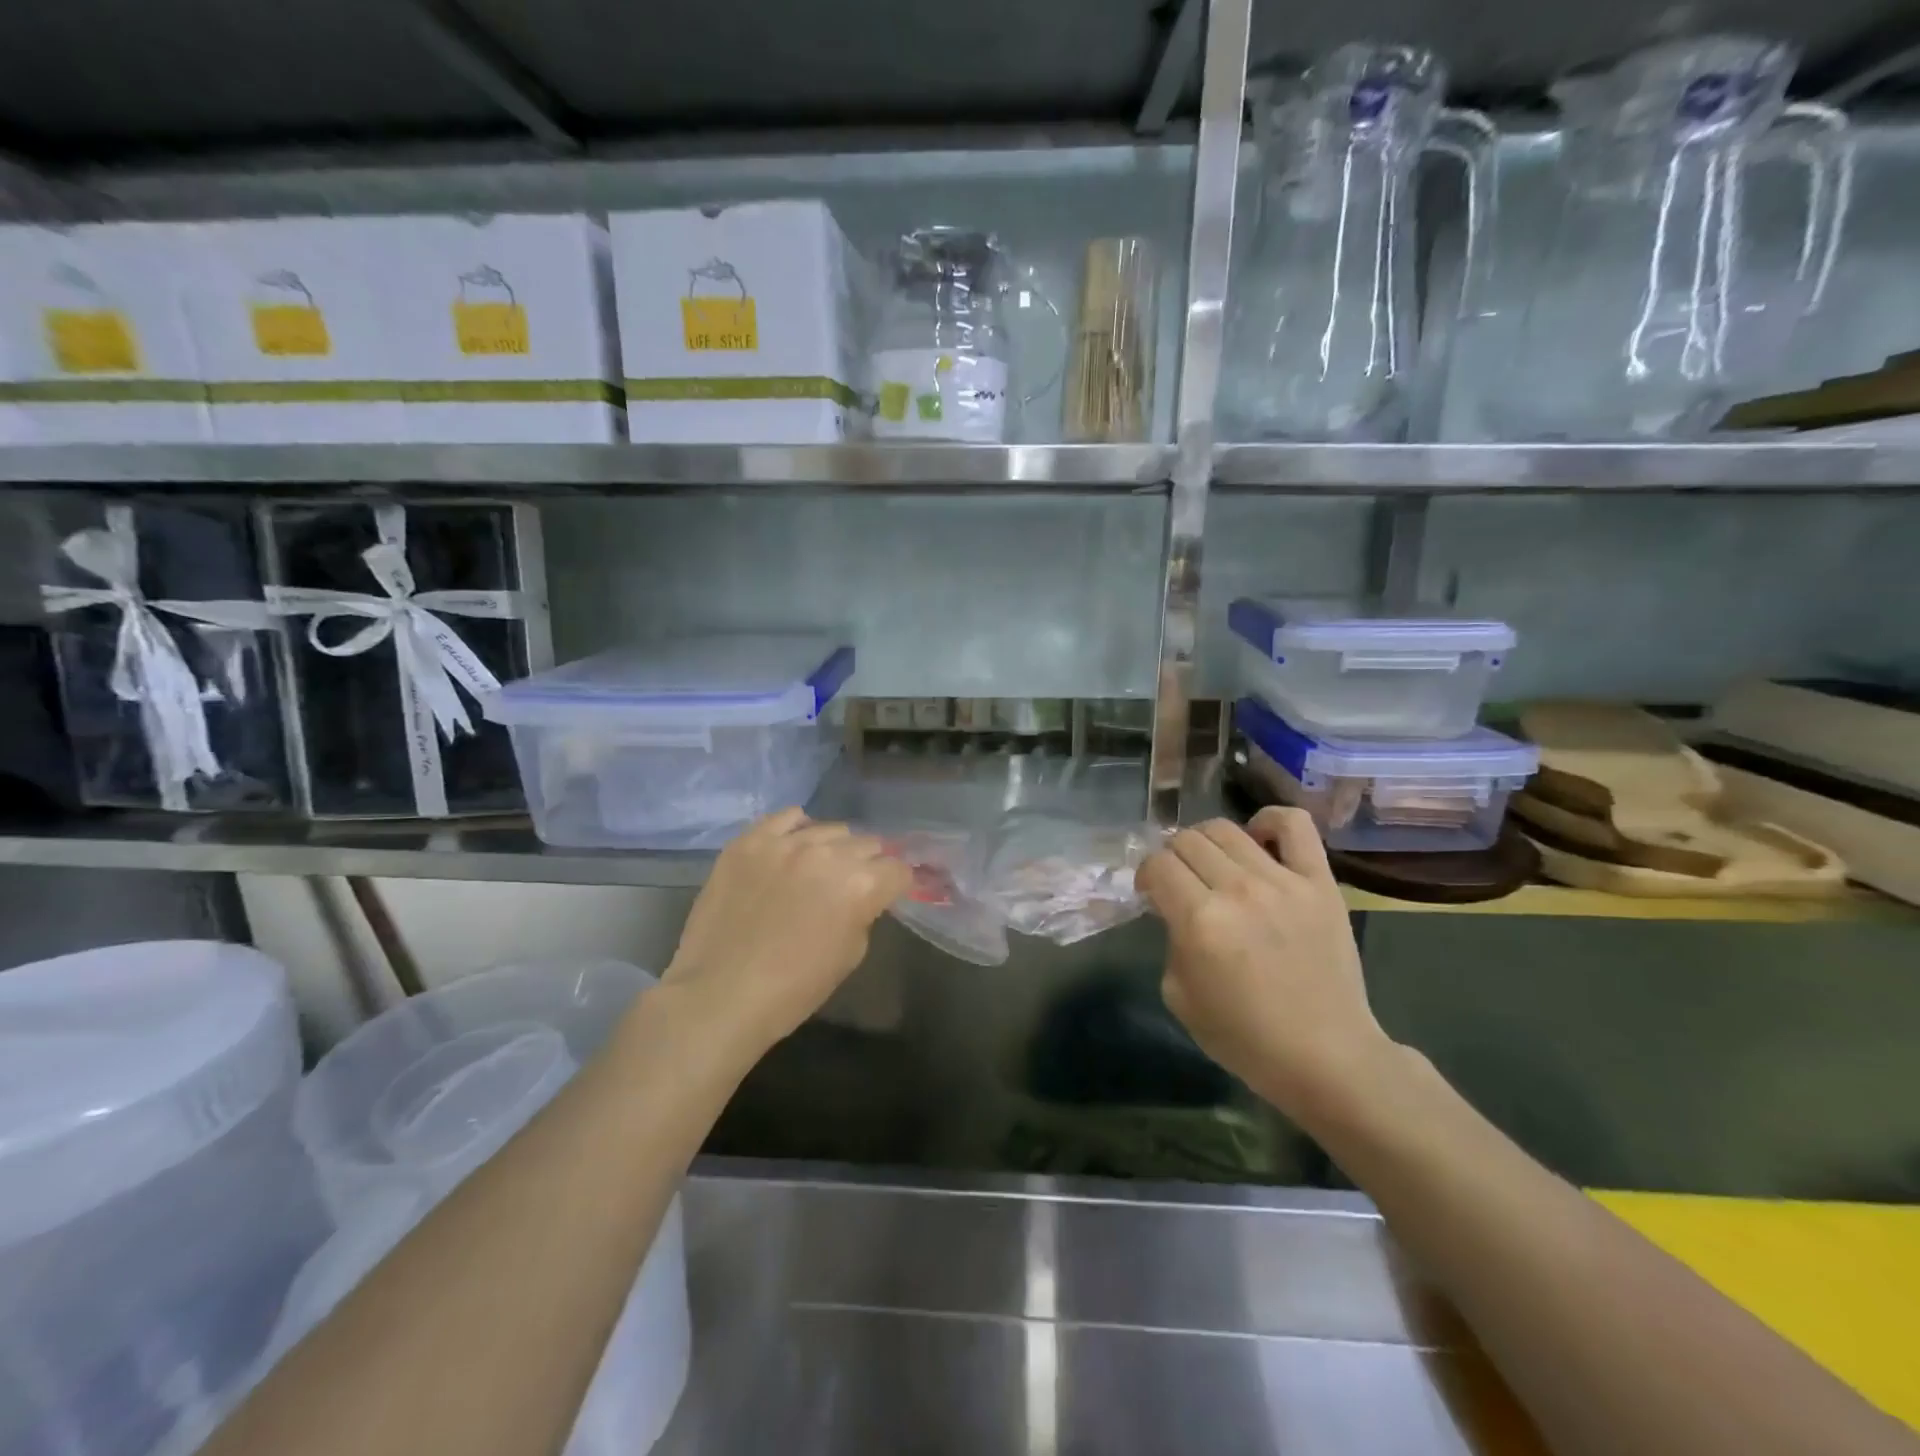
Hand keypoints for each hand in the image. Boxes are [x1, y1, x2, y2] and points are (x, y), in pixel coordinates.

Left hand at [661, 810, 911, 1064]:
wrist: (720, 995)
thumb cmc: (793, 989)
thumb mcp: (850, 955)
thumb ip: (864, 913)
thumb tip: (864, 897)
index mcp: (860, 885)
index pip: (898, 869)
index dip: (897, 884)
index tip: (888, 893)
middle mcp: (828, 854)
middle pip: (867, 844)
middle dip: (868, 864)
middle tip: (853, 885)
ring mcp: (786, 843)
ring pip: (829, 829)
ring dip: (833, 848)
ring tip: (819, 868)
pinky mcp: (750, 841)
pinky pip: (785, 818)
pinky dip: (796, 830)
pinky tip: (792, 847)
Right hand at [1137, 809, 1393, 1121]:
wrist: (1326, 1056)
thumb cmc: (1245, 1037)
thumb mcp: (1179, 996)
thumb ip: (1171, 941)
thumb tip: (1177, 910)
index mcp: (1200, 921)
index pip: (1158, 865)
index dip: (1147, 875)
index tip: (1152, 893)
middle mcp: (1238, 891)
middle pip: (1186, 840)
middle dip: (1172, 858)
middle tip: (1181, 882)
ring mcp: (1283, 882)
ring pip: (1226, 829)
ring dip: (1206, 842)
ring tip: (1214, 865)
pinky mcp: (1320, 883)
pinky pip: (1293, 826)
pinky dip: (1268, 820)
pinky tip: (1257, 837)